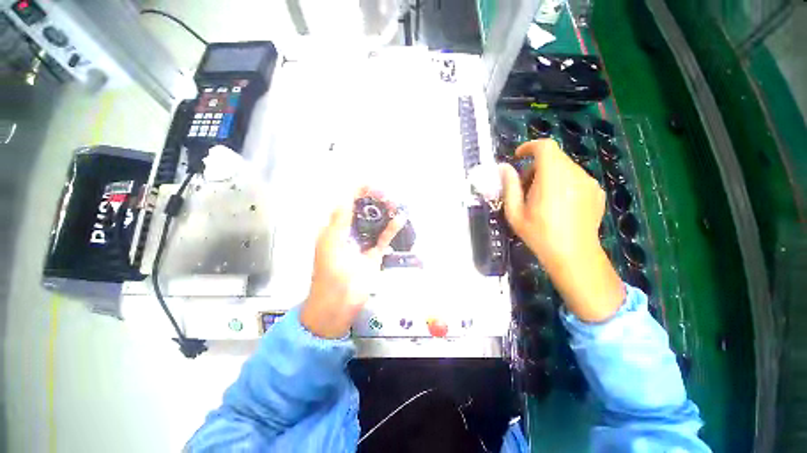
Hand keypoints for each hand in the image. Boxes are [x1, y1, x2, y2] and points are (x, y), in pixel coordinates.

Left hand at [301, 189, 404, 338]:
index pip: (346, 205)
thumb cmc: (330, 274)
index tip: (371, 186)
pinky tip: (399, 220)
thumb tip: (346, 197)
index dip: (357, 193)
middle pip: (362, 212)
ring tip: (394, 204)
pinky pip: (383, 238)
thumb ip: (339, 221)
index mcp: (334, 229)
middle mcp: (348, 234)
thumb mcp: (331, 244)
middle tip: (386, 195)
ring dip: (384, 213)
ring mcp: (362, 244)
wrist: (337, 304)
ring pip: (374, 223)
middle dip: (373, 201)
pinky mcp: (373, 255)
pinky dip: (391, 229)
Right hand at [500, 139, 624, 321]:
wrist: (574, 256)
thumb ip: (509, 186)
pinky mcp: (597, 192)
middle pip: (553, 158)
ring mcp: (589, 183)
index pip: (545, 147)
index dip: (529, 147)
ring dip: (548, 175)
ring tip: (540, 199)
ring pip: (564, 168)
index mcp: (552, 177)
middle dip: (535, 167)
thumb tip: (503, 168)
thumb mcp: (515, 212)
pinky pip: (575, 178)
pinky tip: (557, 205)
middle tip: (524, 188)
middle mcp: (575, 174)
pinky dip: (562, 183)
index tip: (517, 157)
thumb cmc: (539, 235)